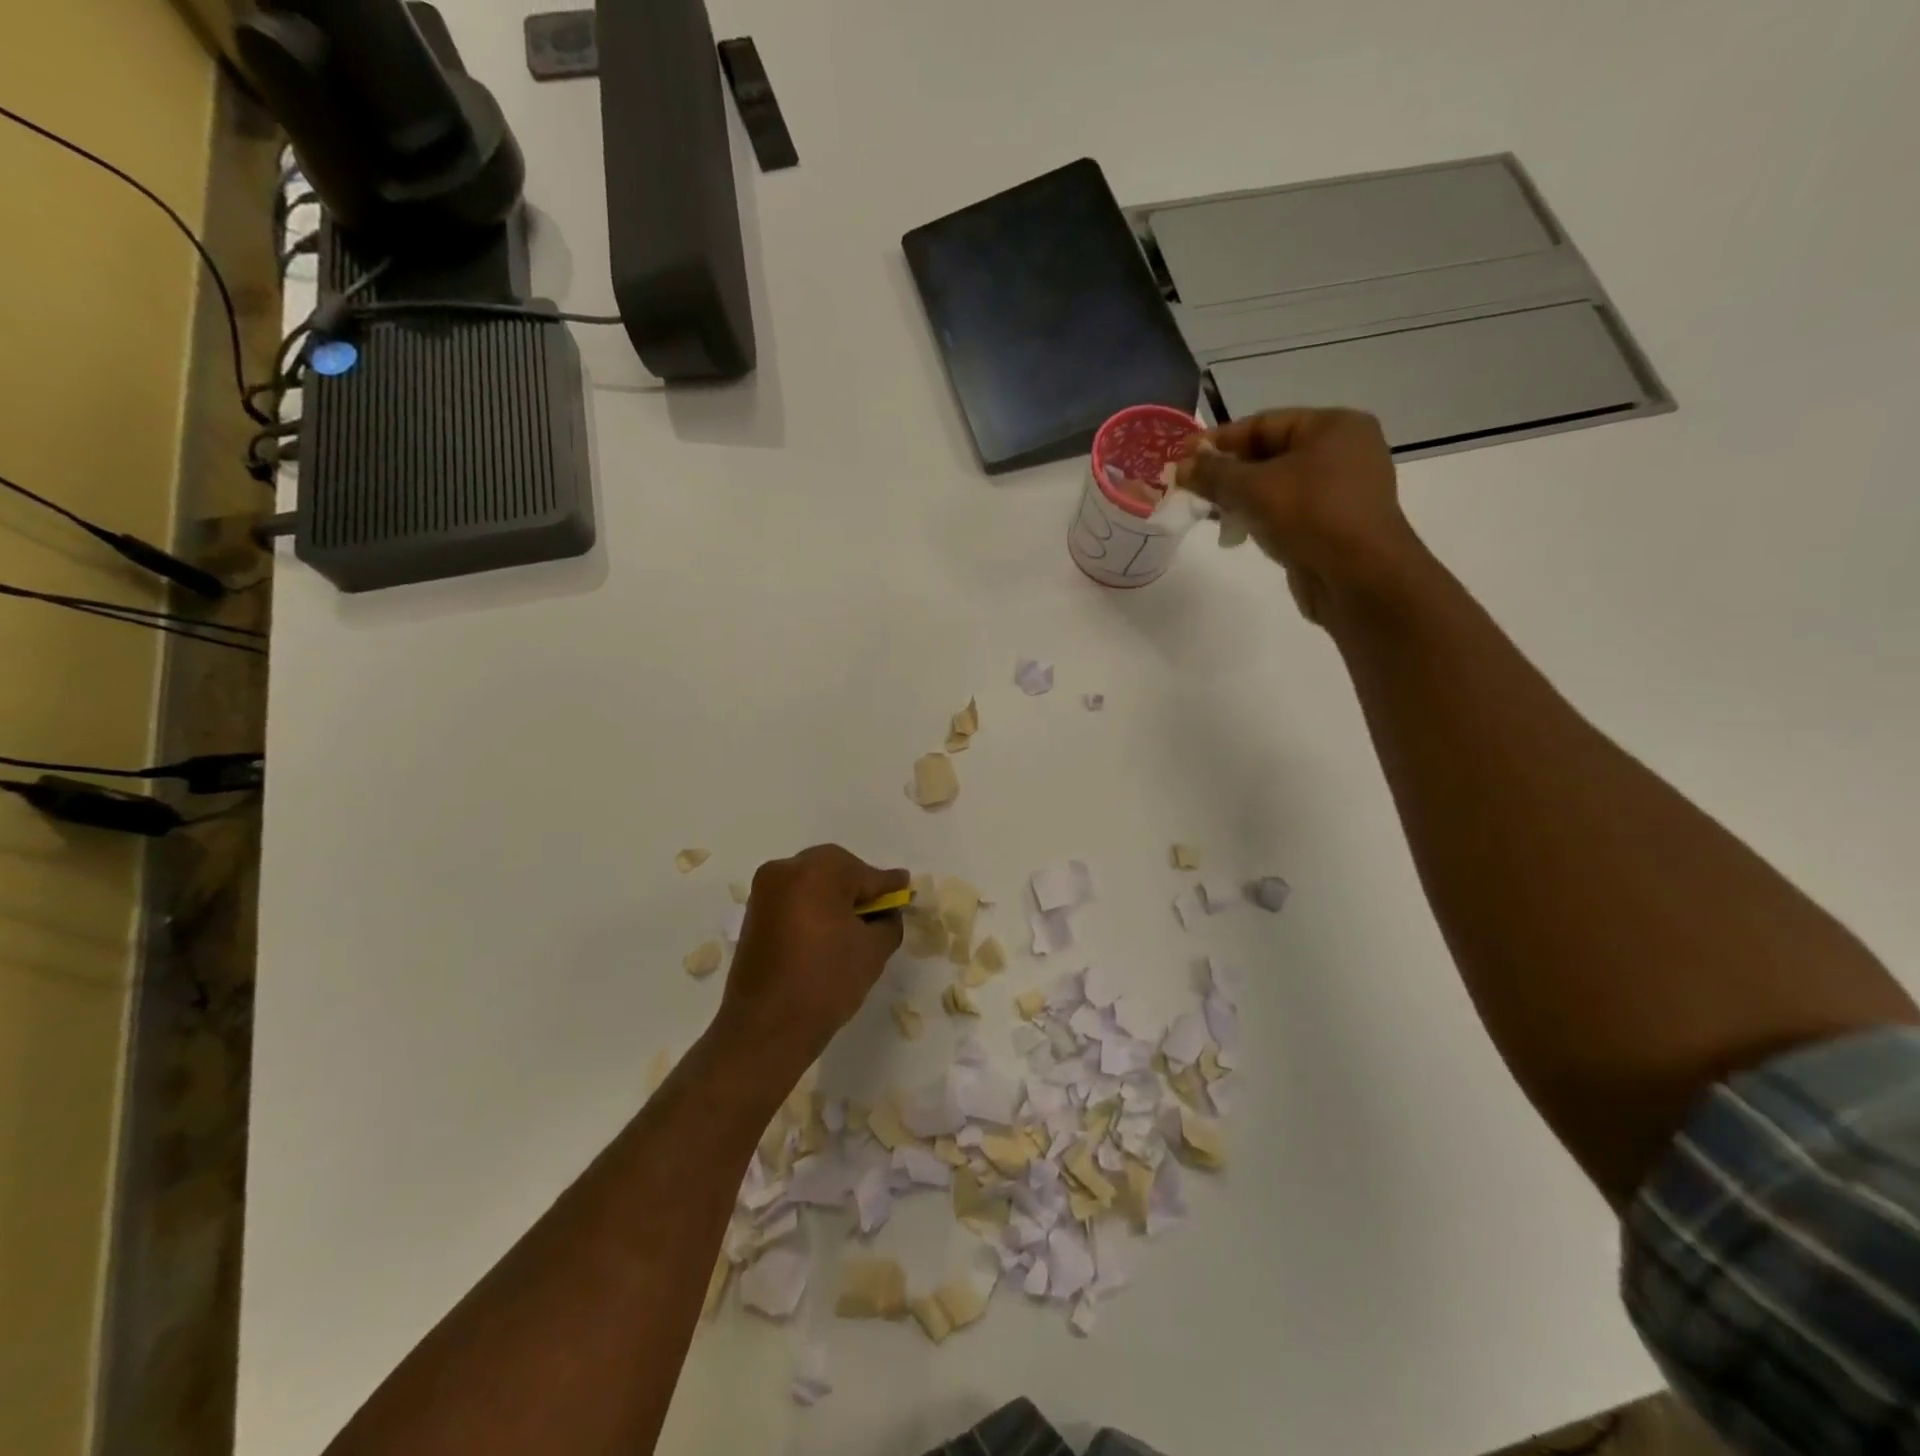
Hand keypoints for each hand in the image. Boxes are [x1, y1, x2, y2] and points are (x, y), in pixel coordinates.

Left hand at [712, 845, 907, 1080]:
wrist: (766, 1028)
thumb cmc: (826, 982)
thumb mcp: (873, 950)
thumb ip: (889, 920)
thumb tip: (888, 910)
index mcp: (817, 871)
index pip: (865, 873)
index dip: (888, 885)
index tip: (905, 889)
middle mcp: (786, 869)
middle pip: (834, 868)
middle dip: (857, 886)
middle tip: (879, 909)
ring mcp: (765, 891)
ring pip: (811, 882)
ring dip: (833, 896)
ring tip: (853, 923)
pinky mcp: (753, 913)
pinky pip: (793, 898)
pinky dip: (812, 907)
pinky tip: (827, 931)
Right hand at [1176, 408, 1421, 623]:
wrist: (1358, 577)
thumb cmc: (1310, 515)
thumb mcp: (1252, 488)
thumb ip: (1214, 473)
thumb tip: (1182, 466)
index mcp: (1333, 426)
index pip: (1263, 424)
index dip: (1219, 440)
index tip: (1182, 457)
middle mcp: (1343, 451)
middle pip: (1270, 454)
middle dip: (1228, 471)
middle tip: (1190, 487)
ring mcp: (1341, 490)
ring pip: (1277, 485)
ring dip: (1241, 497)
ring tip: (1207, 511)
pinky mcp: (1334, 524)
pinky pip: (1288, 511)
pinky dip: (1260, 516)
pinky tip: (1236, 530)